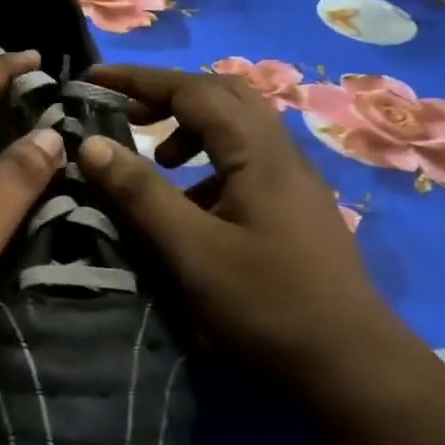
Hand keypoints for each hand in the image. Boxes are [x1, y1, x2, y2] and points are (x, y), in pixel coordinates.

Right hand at [76, 65, 411, 376]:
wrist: (352, 366)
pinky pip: (246, 160)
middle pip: (223, 95)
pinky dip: (209, 161)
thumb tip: (91, 144)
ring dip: (191, 127)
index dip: (139, 80)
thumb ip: (140, 193)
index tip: (93, 78)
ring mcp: (294, 181)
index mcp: (257, 152)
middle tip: (127, 113)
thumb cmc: (266, 304)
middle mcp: (281, 153)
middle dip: (168, 95)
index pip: (192, 90)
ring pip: (238, 127)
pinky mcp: (296, 208)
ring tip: (158, 158)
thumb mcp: (191, 250)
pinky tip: (192, 204)